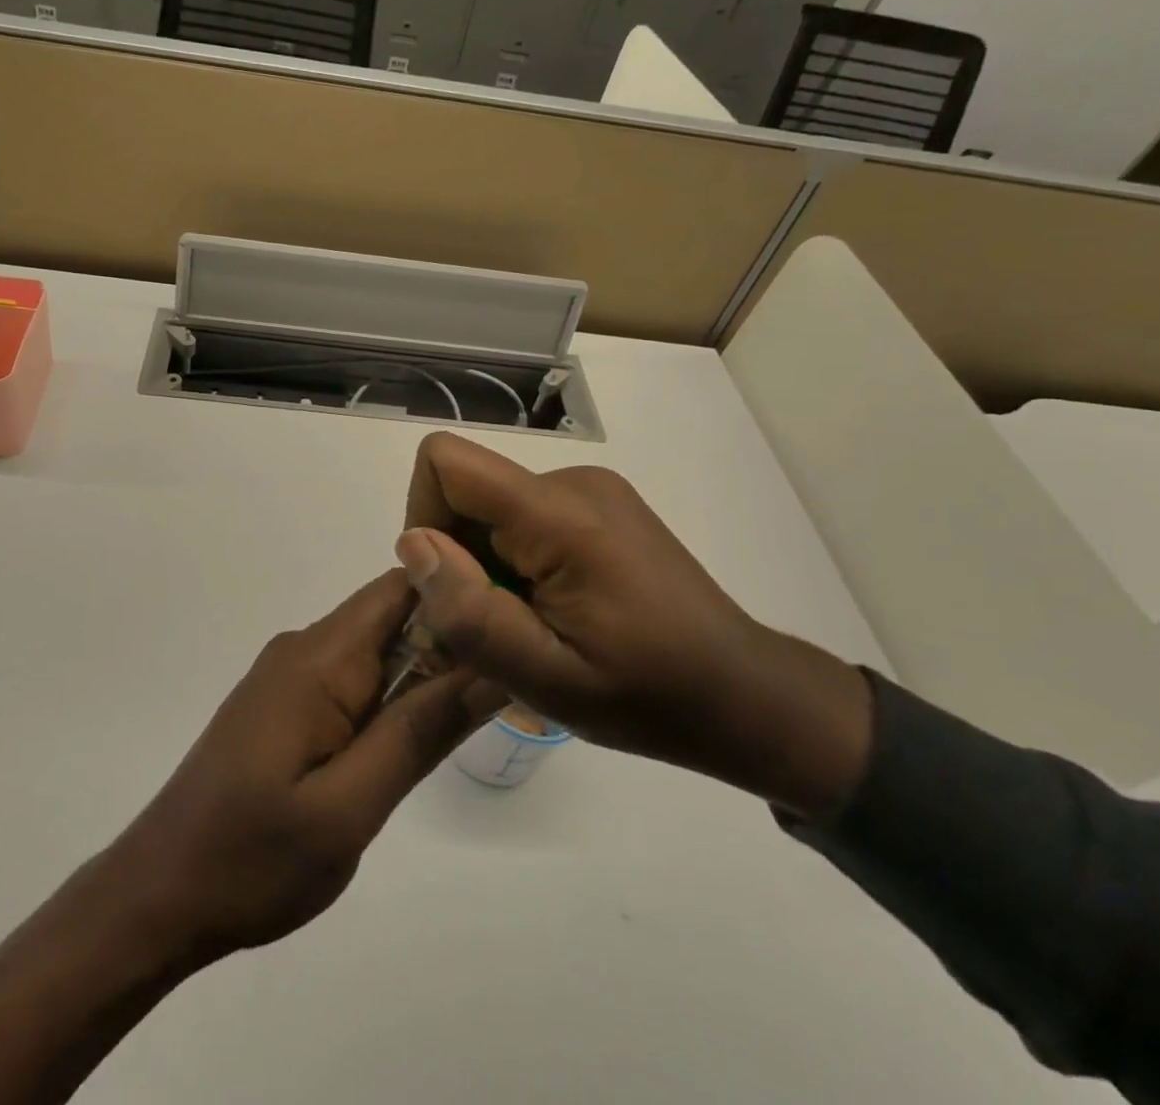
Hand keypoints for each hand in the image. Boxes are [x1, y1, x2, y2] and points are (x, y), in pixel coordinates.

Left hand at [108, 568, 501, 959]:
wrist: (160, 893)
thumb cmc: (252, 858)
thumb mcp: (350, 807)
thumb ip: (418, 733)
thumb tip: (488, 667)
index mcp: (319, 657)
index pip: (400, 588)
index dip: (458, 595)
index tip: (512, 626)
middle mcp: (304, 649)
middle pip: (393, 617)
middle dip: (450, 644)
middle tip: (509, 688)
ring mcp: (291, 677)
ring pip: (376, 652)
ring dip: (423, 677)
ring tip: (475, 718)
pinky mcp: (285, 705)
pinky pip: (352, 681)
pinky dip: (390, 700)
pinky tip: (411, 742)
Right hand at [396, 433, 871, 814]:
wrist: (747, 696)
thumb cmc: (651, 697)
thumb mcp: (548, 678)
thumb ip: (472, 613)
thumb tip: (412, 544)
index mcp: (561, 515)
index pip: (446, 462)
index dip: (424, 517)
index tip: (450, 586)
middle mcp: (573, 480)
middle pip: (465, 490)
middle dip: (458, 557)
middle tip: (497, 630)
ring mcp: (591, 489)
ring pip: (490, 508)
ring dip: (487, 566)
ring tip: (531, 628)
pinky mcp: (599, 505)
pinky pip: (522, 518)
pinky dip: (514, 563)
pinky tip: (552, 611)